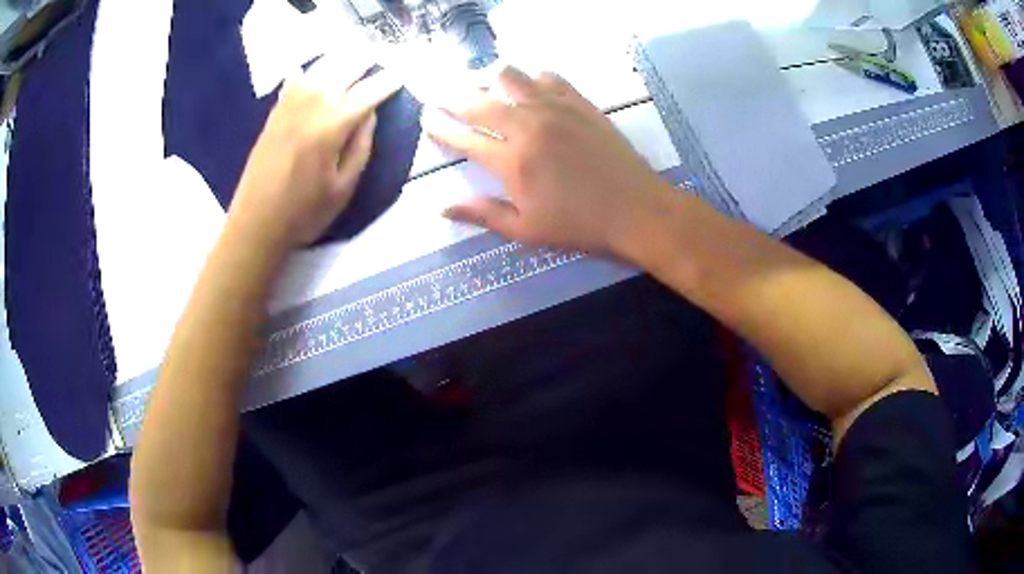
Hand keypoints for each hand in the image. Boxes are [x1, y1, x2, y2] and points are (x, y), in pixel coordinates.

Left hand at [230, 58, 401, 248]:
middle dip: (367, 62)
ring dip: (341, 60)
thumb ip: (362, 146)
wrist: (255, 223)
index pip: (369, 92)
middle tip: (381, 62)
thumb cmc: (304, 213)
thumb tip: (371, 113)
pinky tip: (317, 71)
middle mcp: (311, 105)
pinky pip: (296, 79)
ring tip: (355, 59)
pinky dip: (311, 70)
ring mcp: (289, 105)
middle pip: (345, 69)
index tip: (402, 77)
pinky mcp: (274, 112)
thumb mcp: (344, 188)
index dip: (388, 82)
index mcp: (332, 125)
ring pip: (321, 67)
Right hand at [423, 67, 673, 255]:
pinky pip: (549, 77)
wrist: (636, 209)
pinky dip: (533, 79)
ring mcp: (556, 109)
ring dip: (492, 79)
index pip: (464, 139)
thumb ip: (483, 215)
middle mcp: (528, 126)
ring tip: (487, 86)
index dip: (440, 128)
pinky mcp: (580, 103)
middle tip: (444, 96)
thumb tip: (442, 208)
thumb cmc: (580, 226)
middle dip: (454, 97)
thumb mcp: (527, 231)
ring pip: (512, 77)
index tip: (427, 118)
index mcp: (512, 162)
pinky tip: (532, 88)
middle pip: (480, 102)